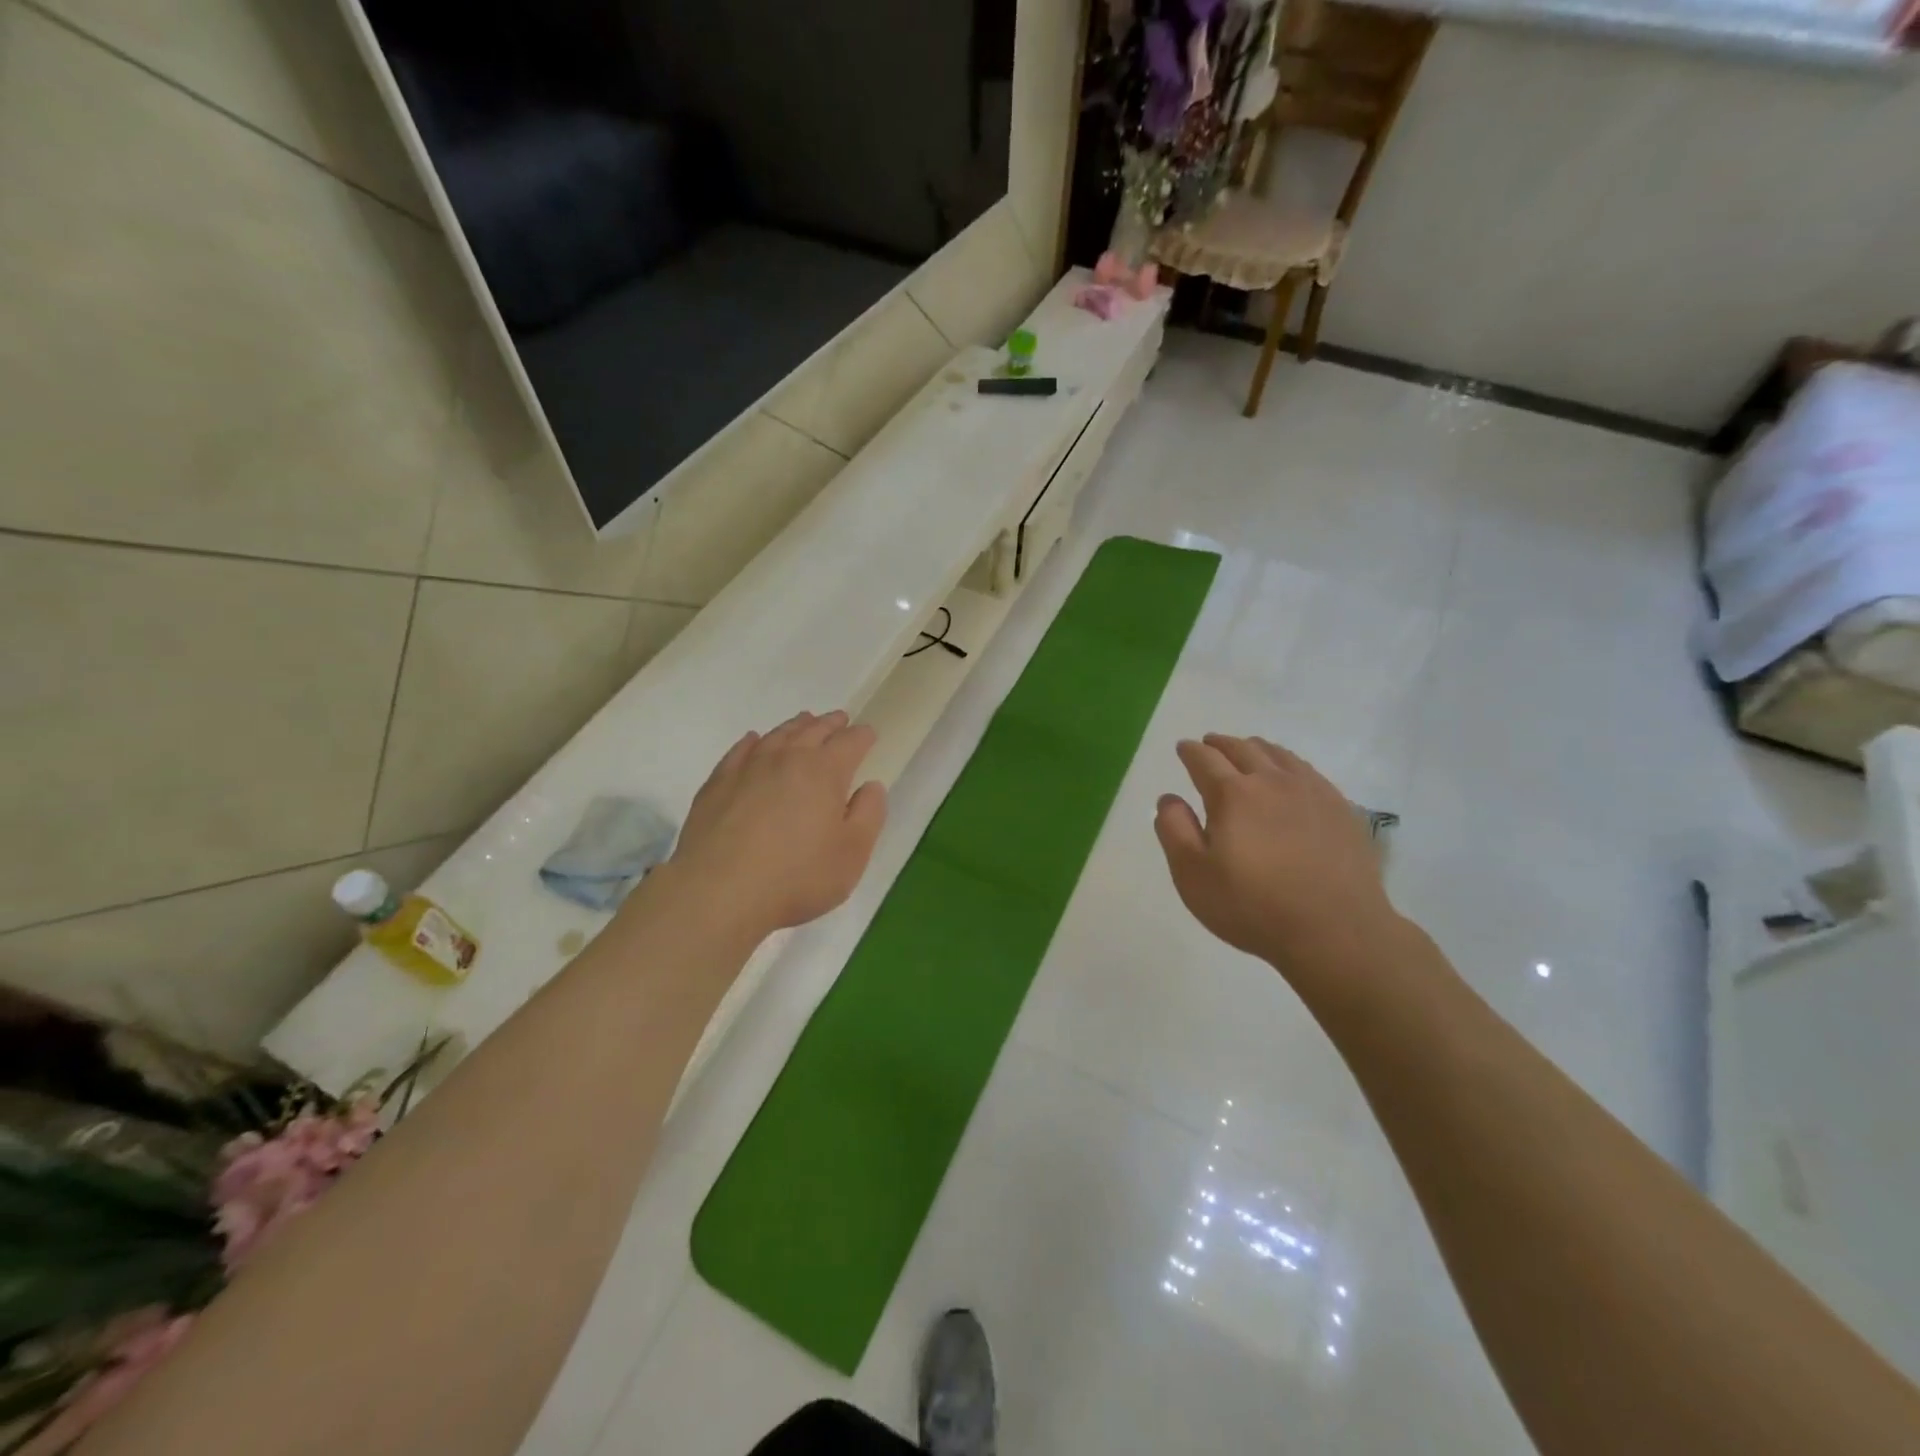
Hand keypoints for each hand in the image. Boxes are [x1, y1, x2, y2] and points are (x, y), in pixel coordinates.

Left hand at [667, 711, 886, 942]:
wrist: (719, 892)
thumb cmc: (797, 877)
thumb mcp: (852, 853)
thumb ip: (868, 815)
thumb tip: (871, 786)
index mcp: (825, 772)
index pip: (850, 743)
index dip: (862, 736)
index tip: (869, 734)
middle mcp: (787, 759)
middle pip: (813, 730)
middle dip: (830, 724)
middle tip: (840, 719)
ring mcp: (748, 768)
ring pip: (777, 736)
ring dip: (795, 726)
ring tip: (804, 722)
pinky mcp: (717, 784)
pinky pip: (740, 751)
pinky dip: (753, 742)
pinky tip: (754, 741)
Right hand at [1154, 734, 1395, 975]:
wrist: (1335, 930)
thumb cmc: (1253, 906)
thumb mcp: (1193, 875)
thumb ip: (1174, 830)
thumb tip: (1168, 798)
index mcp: (1232, 794)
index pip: (1204, 760)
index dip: (1190, 751)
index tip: (1182, 748)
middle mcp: (1271, 781)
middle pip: (1243, 749)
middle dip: (1221, 743)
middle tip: (1210, 743)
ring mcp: (1311, 792)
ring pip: (1279, 755)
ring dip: (1256, 748)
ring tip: (1247, 750)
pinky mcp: (1340, 808)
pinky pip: (1308, 771)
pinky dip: (1288, 763)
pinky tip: (1289, 775)